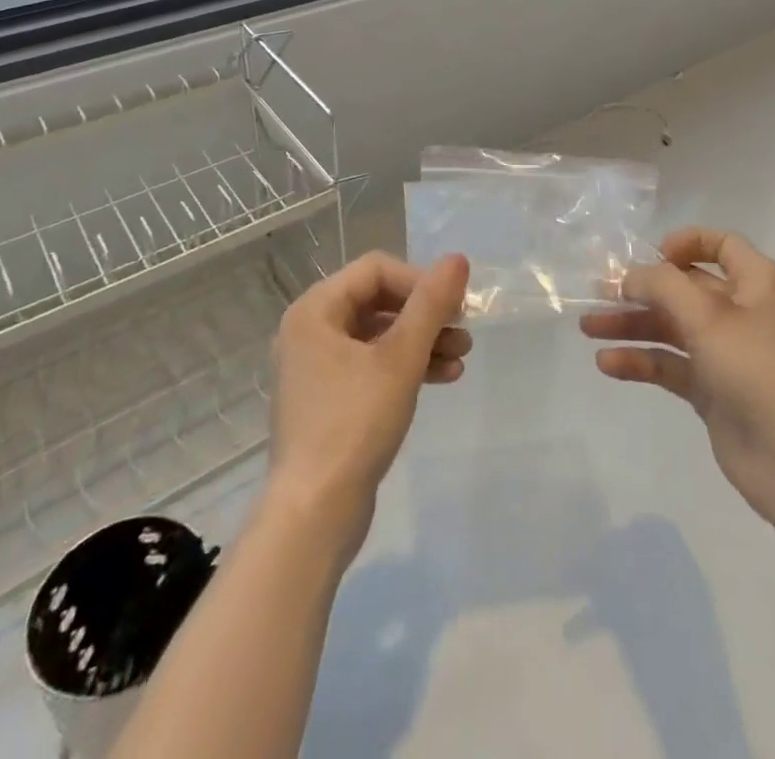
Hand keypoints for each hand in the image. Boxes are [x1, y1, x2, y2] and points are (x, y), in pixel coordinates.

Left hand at [268, 251, 471, 562]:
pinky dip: (407, 366)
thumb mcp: (400, 358)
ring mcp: (318, 367)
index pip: (376, 270)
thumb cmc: (354, 424)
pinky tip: (444, 377)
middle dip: (425, 313)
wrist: (314, 514)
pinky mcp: (330, 399)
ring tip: (462, 355)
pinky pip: (373, 365)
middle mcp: (311, 330)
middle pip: (378, 300)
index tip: (453, 305)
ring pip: (379, 334)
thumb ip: (430, 304)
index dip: (419, 280)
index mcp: (315, 310)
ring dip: (422, 339)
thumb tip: (457, 259)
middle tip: (463, 329)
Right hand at [580, 228, 774, 525]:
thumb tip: (629, 277)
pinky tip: (608, 363)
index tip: (651, 257)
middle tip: (598, 294)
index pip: (719, 244)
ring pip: (672, 327)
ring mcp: (725, 352)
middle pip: (684, 288)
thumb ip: (662, 286)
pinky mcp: (712, 389)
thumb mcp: (707, 315)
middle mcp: (741, 311)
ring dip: (632, 326)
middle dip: (641, 289)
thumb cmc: (757, 369)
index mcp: (755, 282)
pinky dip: (641, 361)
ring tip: (589, 329)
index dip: (684, 243)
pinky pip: (670, 365)